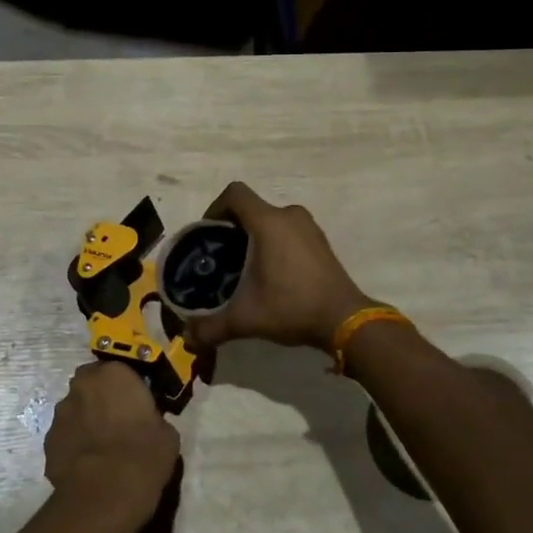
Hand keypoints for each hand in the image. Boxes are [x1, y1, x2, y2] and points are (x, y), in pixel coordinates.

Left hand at [44, 362, 179, 522]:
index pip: (120, 369)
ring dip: (85, 420)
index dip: (126, 387)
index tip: (135, 404)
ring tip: (100, 447)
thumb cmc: (143, 455)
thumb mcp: (166, 433)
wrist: (105, 493)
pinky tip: (87, 465)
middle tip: (116, 421)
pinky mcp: (48, 441)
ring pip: (75, 409)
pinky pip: (65, 436)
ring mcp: (61, 413)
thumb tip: (148, 424)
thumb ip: (153, 418)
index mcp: (114, 374)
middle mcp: (82, 385)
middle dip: (100, 397)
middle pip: (91, 384)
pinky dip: (74, 444)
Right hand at [184, 182, 370, 350]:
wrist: (344, 320)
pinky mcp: (320, 240)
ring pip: (271, 219)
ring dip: (254, 235)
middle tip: (221, 256)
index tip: (207, 233)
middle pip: (251, 207)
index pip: (234, 193)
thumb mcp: (246, 319)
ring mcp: (308, 226)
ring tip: (243, 266)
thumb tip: (187, 338)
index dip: (215, 207)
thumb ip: (211, 327)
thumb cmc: (292, 307)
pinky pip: (288, 229)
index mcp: (268, 222)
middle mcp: (289, 215)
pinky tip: (271, 272)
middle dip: (232, 227)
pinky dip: (274, 242)